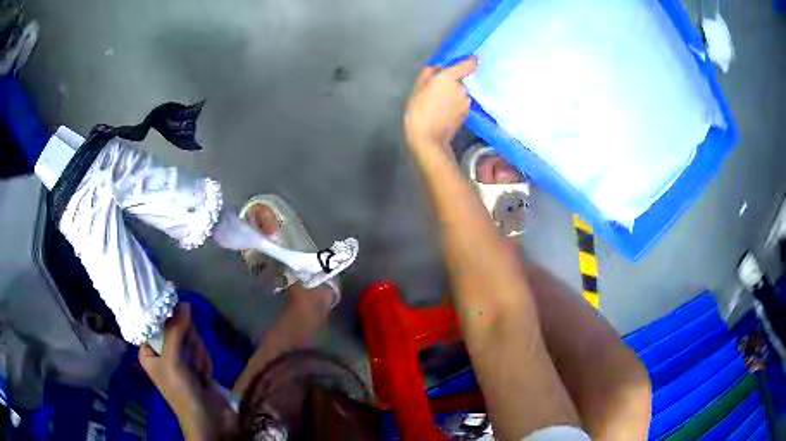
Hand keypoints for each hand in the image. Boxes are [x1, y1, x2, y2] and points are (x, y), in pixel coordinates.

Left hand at [139, 304, 236, 439]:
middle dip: (188, 343)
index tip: (179, 319)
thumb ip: (176, 331)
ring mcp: (179, 359)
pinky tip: (205, 376)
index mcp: (148, 351)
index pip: (154, 323)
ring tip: (199, 374)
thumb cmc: (182, 392)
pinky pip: (200, 350)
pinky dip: (205, 362)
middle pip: (176, 329)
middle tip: (190, 359)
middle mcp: (162, 353)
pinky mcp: (195, 365)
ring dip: (198, 355)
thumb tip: (184, 303)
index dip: (167, 319)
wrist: (208, 420)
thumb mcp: (173, 360)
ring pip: (191, 339)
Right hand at [404, 57, 476, 153]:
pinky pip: (462, 103)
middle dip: (453, 82)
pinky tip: (444, 112)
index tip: (468, 60)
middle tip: (439, 90)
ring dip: (454, 94)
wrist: (428, 138)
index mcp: (450, 78)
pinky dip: (456, 105)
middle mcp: (462, 88)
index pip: (469, 64)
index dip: (469, 61)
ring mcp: (466, 102)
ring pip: (462, 92)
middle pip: (462, 80)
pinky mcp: (467, 113)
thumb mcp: (417, 88)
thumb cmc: (418, 110)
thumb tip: (438, 67)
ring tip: (440, 103)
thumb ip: (429, 73)